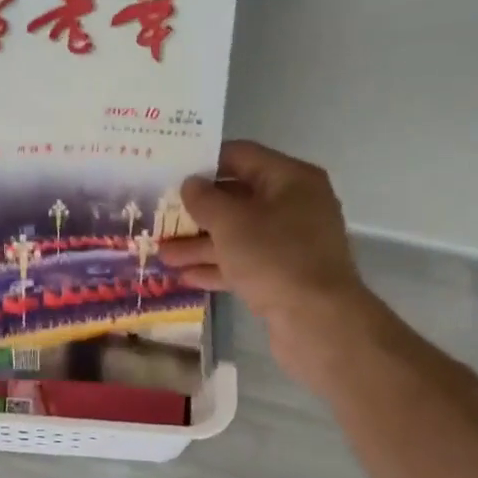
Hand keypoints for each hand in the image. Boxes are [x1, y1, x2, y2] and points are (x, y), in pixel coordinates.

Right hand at [158, 140, 374, 387]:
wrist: (318, 322)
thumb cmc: (274, 258)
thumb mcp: (230, 222)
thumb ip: (205, 199)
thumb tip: (191, 184)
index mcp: (290, 180)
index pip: (241, 156)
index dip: (205, 162)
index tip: (171, 170)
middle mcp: (294, 206)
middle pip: (237, 198)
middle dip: (197, 210)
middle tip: (160, 215)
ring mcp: (291, 243)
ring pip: (238, 235)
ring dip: (200, 243)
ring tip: (162, 254)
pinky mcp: (284, 276)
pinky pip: (245, 263)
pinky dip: (217, 267)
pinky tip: (184, 276)